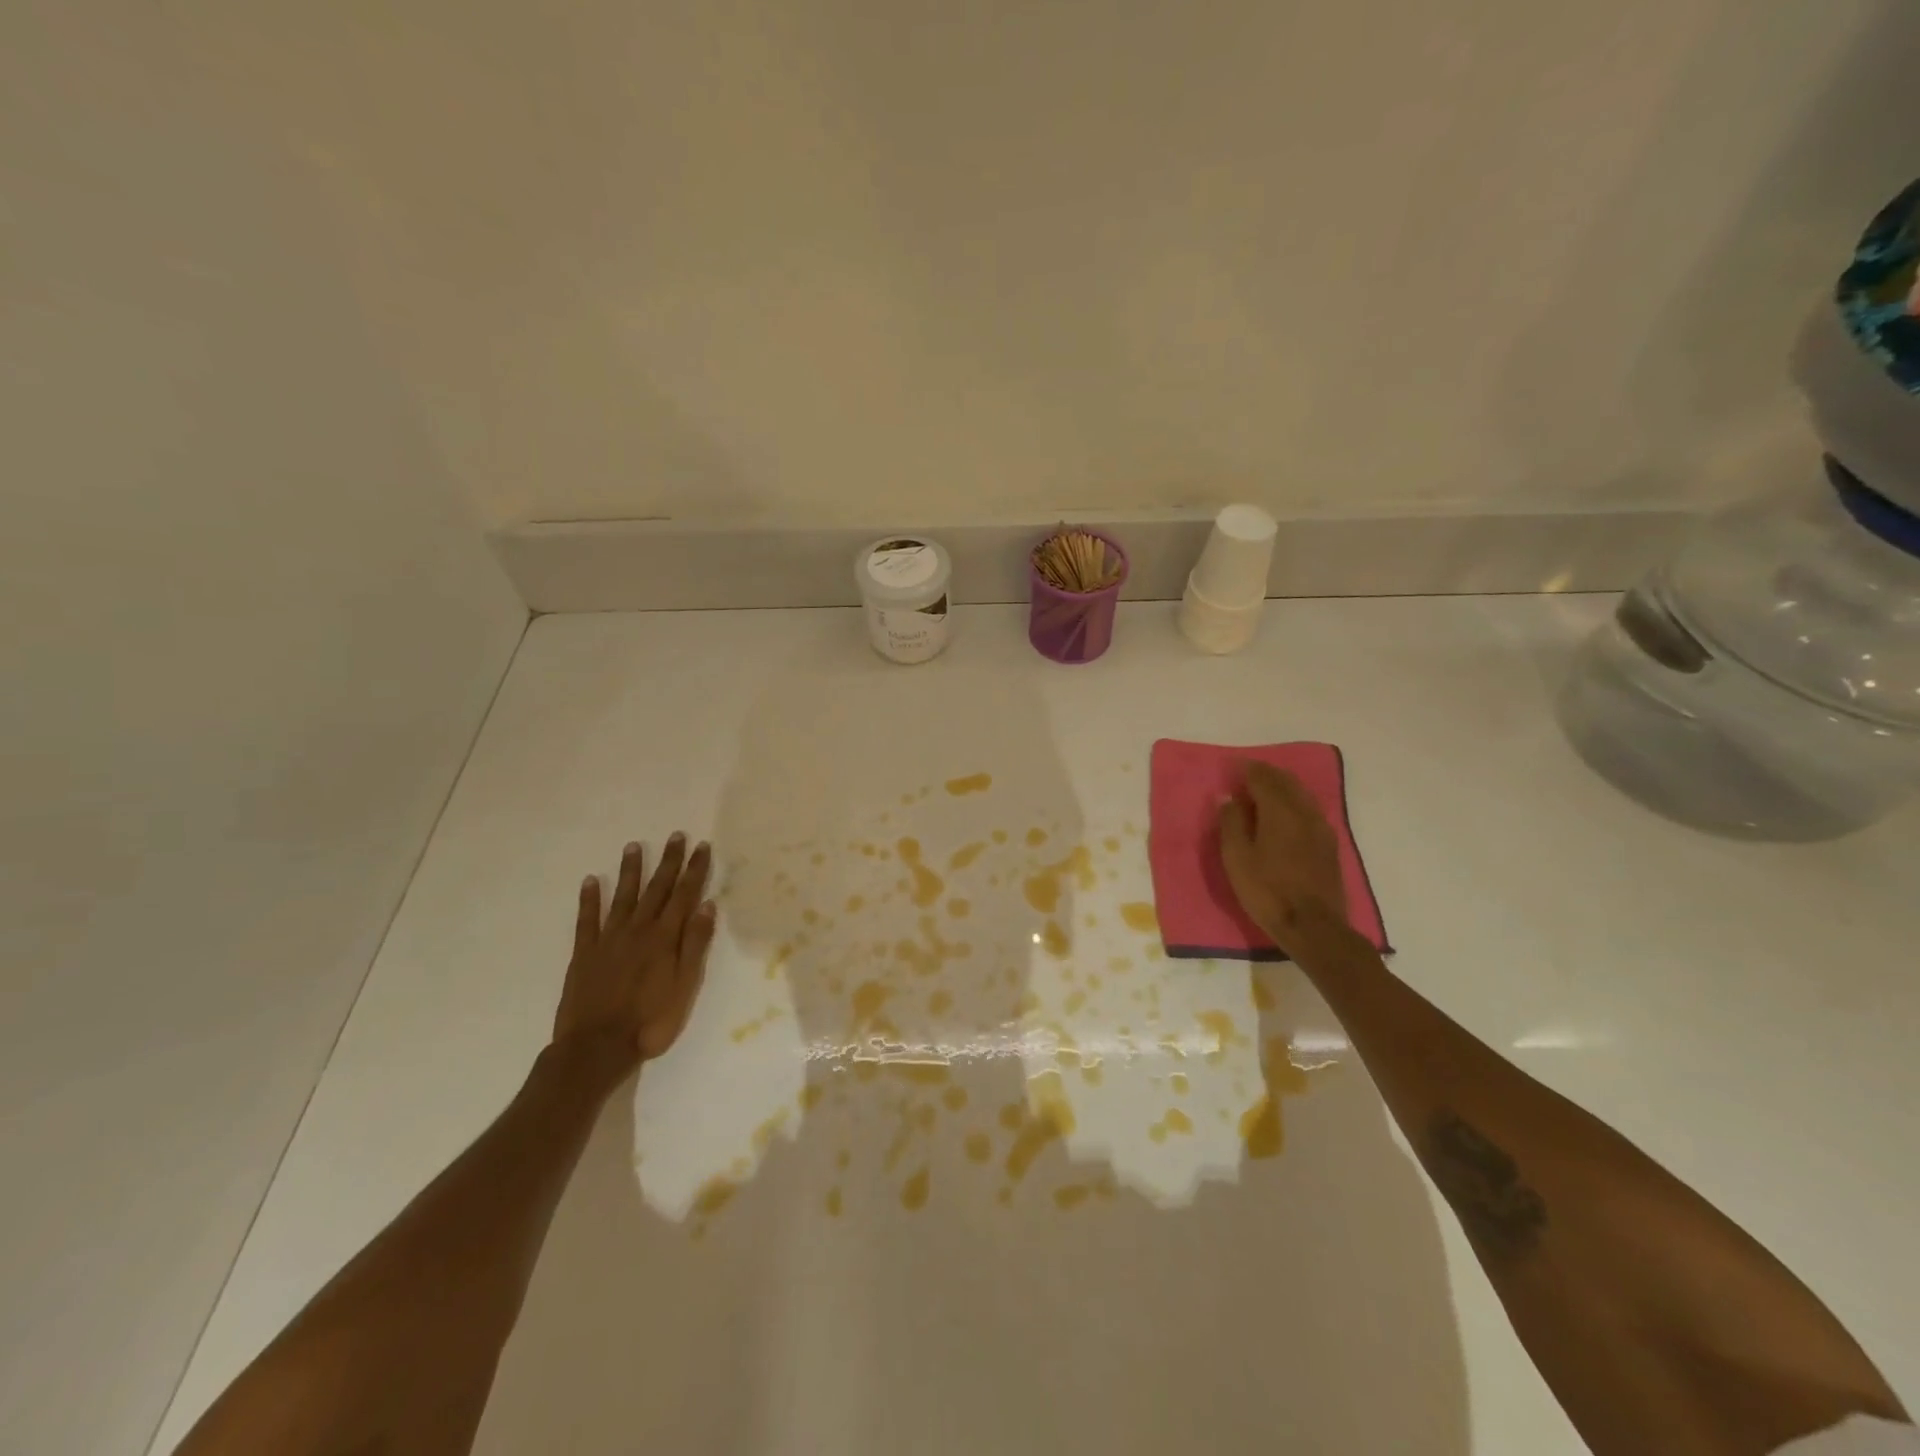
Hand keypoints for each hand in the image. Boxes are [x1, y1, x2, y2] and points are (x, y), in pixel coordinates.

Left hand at [551, 835, 715, 1083]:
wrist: (597, 1048)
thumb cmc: (650, 1021)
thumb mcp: (684, 986)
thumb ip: (694, 944)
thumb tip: (706, 905)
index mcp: (664, 938)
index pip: (684, 895)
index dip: (694, 870)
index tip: (701, 846)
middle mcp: (638, 930)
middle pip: (657, 889)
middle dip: (668, 861)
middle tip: (676, 836)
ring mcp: (609, 939)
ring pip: (623, 897)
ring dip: (630, 871)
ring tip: (633, 846)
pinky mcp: (584, 953)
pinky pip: (587, 920)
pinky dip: (589, 899)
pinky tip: (590, 882)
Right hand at [1218, 761, 1351, 961]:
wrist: (1314, 927)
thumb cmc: (1267, 891)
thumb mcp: (1236, 858)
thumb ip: (1231, 823)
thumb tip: (1228, 797)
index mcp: (1279, 811)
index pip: (1263, 778)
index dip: (1247, 770)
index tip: (1233, 768)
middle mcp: (1304, 812)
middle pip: (1286, 782)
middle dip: (1266, 774)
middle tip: (1247, 775)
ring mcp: (1321, 828)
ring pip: (1301, 795)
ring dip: (1283, 787)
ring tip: (1265, 791)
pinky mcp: (1329, 845)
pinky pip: (1309, 810)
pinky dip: (1294, 802)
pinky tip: (1286, 814)